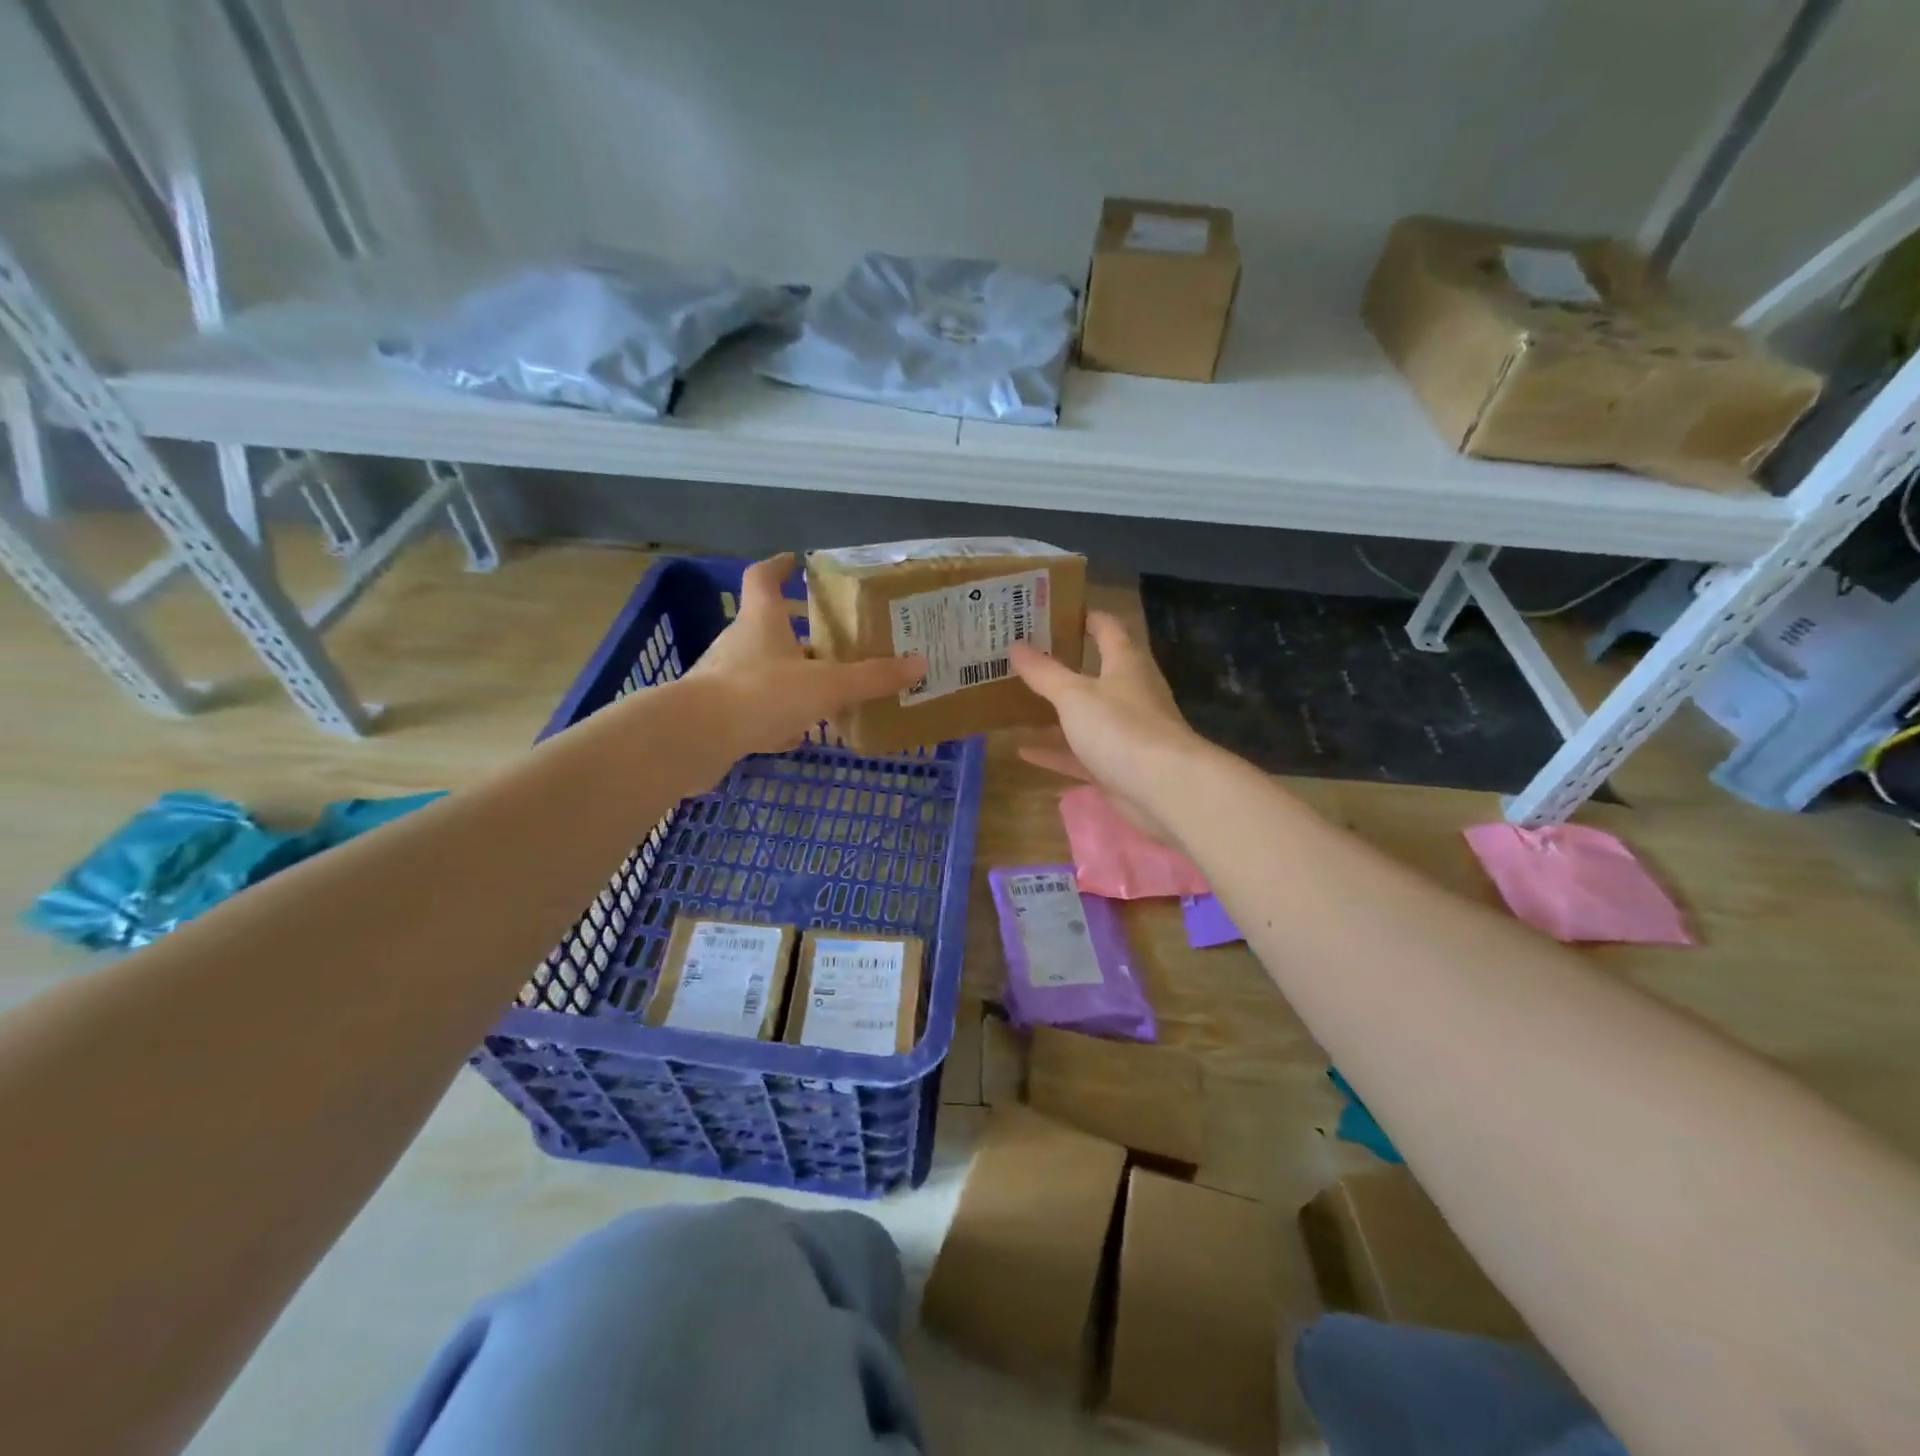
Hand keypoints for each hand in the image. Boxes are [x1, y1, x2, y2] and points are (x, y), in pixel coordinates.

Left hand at [687, 554, 923, 754]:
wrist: (696, 737)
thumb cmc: (762, 693)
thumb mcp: (827, 684)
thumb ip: (872, 676)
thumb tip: (920, 663)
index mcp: (761, 621)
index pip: (763, 578)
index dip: (778, 566)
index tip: (795, 560)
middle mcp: (738, 642)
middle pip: (766, 626)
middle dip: (794, 630)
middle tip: (828, 638)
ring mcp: (723, 678)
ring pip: (760, 668)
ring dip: (786, 674)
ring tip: (820, 689)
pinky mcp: (716, 713)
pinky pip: (751, 706)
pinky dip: (773, 714)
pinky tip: (793, 735)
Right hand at [1009, 611, 1210, 843]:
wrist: (1166, 789)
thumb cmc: (1122, 728)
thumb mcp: (1074, 696)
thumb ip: (1044, 672)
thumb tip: (1015, 644)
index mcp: (1125, 664)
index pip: (1107, 628)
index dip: (1083, 617)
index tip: (1051, 612)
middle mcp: (1129, 693)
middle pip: (1094, 672)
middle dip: (1061, 666)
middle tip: (1023, 658)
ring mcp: (1125, 732)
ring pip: (1085, 716)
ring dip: (1056, 712)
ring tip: (1017, 702)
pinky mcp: (1118, 766)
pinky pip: (1080, 754)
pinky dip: (1055, 752)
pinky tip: (1024, 752)